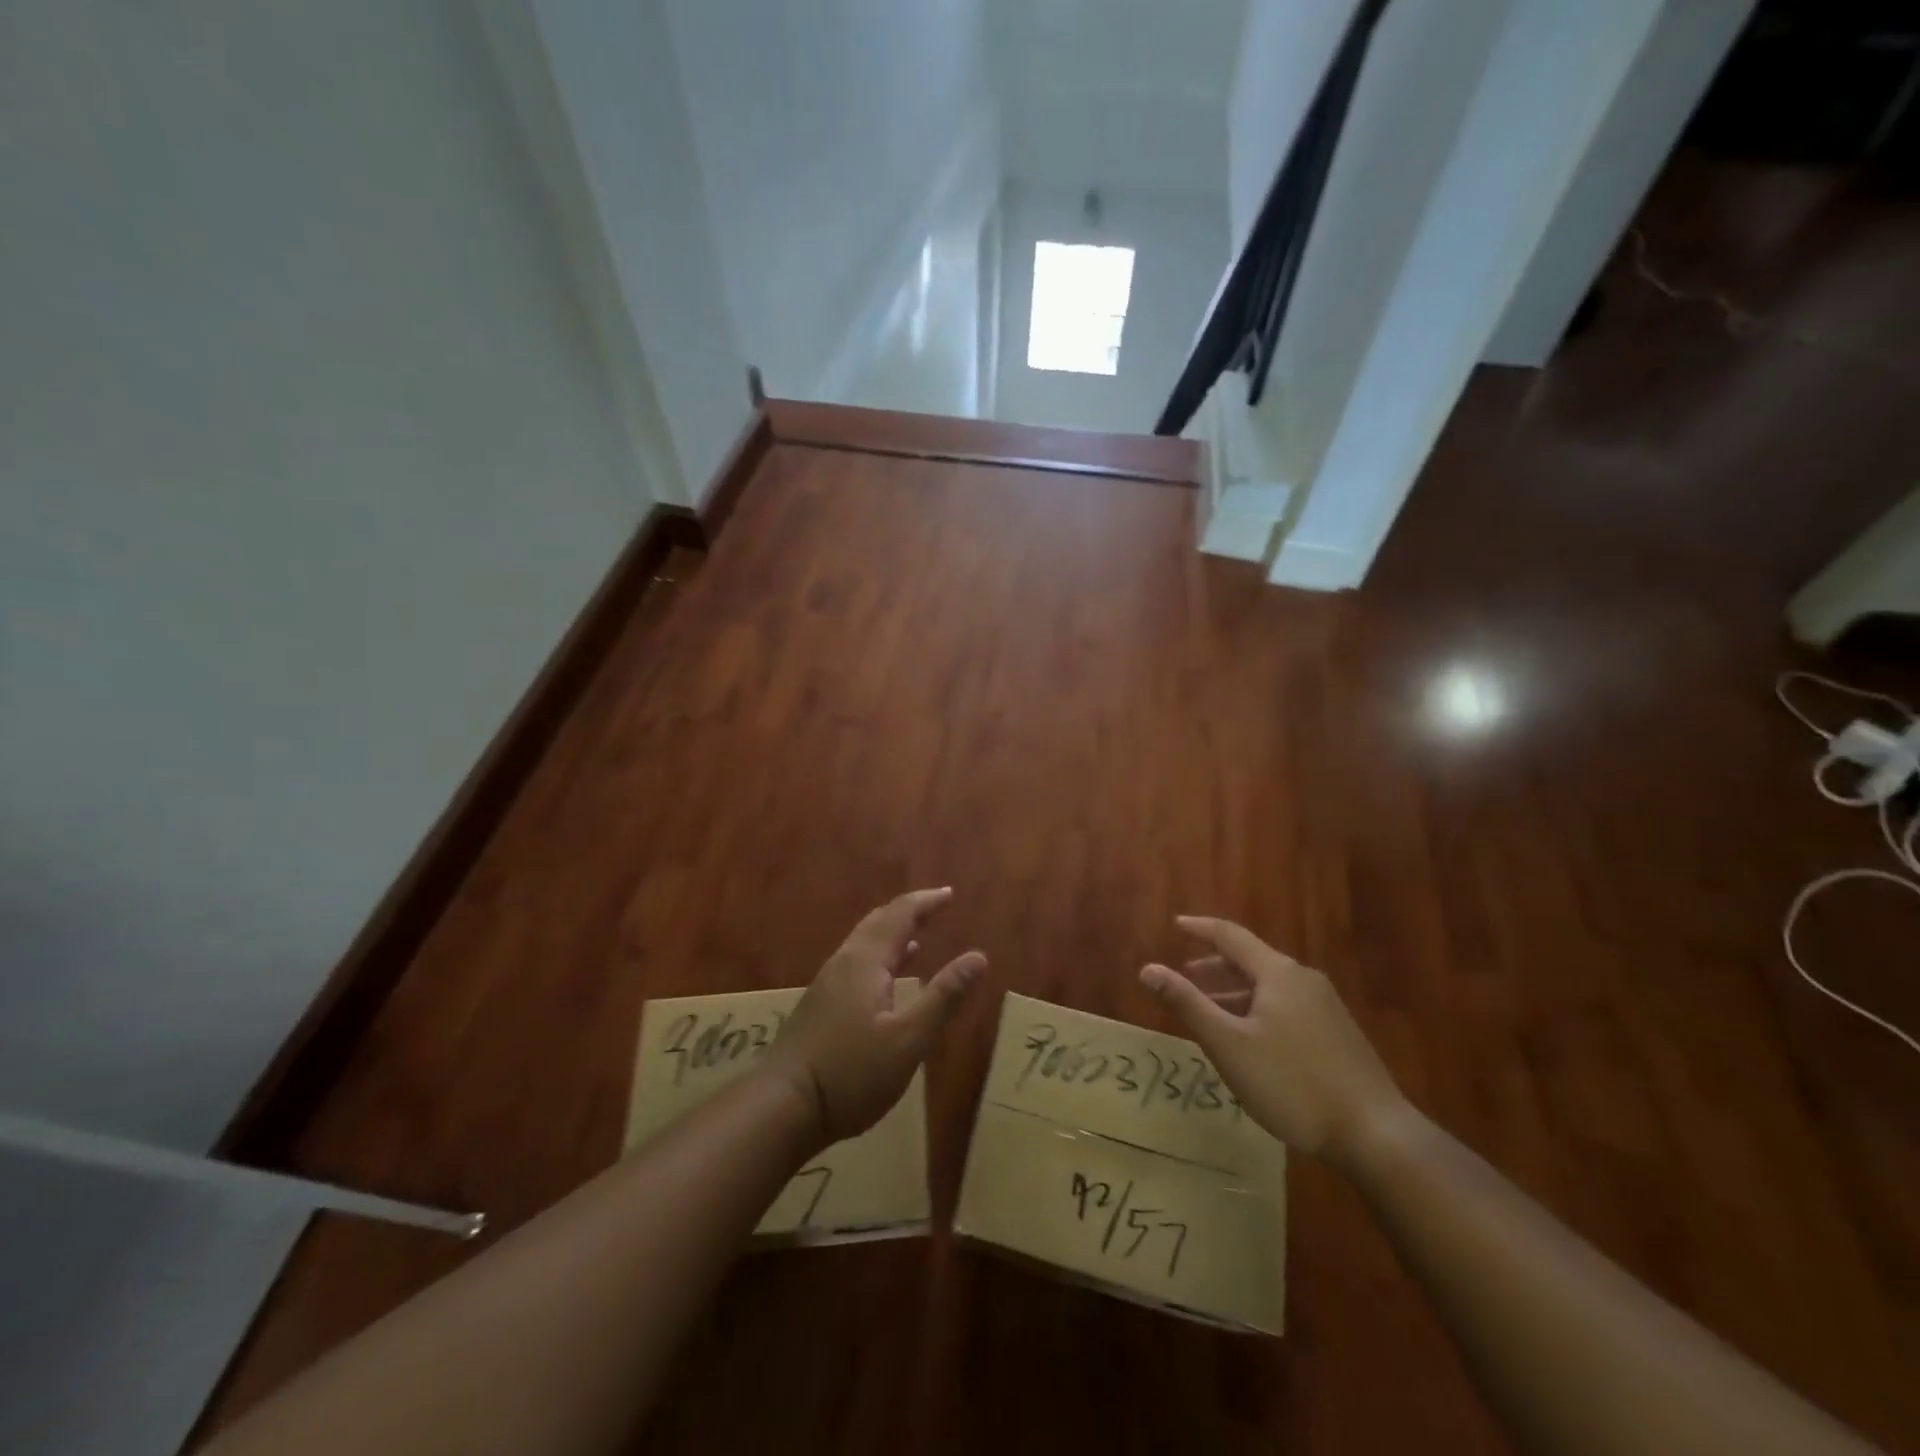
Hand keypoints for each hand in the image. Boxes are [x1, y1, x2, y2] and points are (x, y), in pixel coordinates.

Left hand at [764, 888, 985, 1144]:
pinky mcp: (821, 1005)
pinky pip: (857, 963)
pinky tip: (888, 979)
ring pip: (864, 943)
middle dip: (909, 911)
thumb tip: (978, 957)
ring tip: (918, 937)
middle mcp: (844, 962)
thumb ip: (943, 998)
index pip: (900, 914)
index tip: (950, 894)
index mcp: (866, 961)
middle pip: (878, 922)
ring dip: (893, 933)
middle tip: (937, 907)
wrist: (781, 1106)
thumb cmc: (850, 1073)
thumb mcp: (908, 1040)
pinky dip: (880, 957)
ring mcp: (828, 983)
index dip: (926, 901)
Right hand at [1140, 917, 1407, 1166]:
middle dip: (1215, 965)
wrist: (1375, 1133)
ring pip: (1270, 986)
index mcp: (1278, 973)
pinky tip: (1250, 1038)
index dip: (1200, 928)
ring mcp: (1325, 1007)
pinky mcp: (1337, 1034)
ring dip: (1235, 990)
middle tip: (1186, 975)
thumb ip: (1187, 1003)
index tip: (1176, 924)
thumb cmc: (1292, 1083)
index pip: (1231, 936)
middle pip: (1252, 960)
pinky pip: (1286, 1005)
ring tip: (1211, 1009)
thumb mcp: (1228, 1044)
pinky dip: (1257, 1008)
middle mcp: (1304, 980)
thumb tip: (1148, 969)